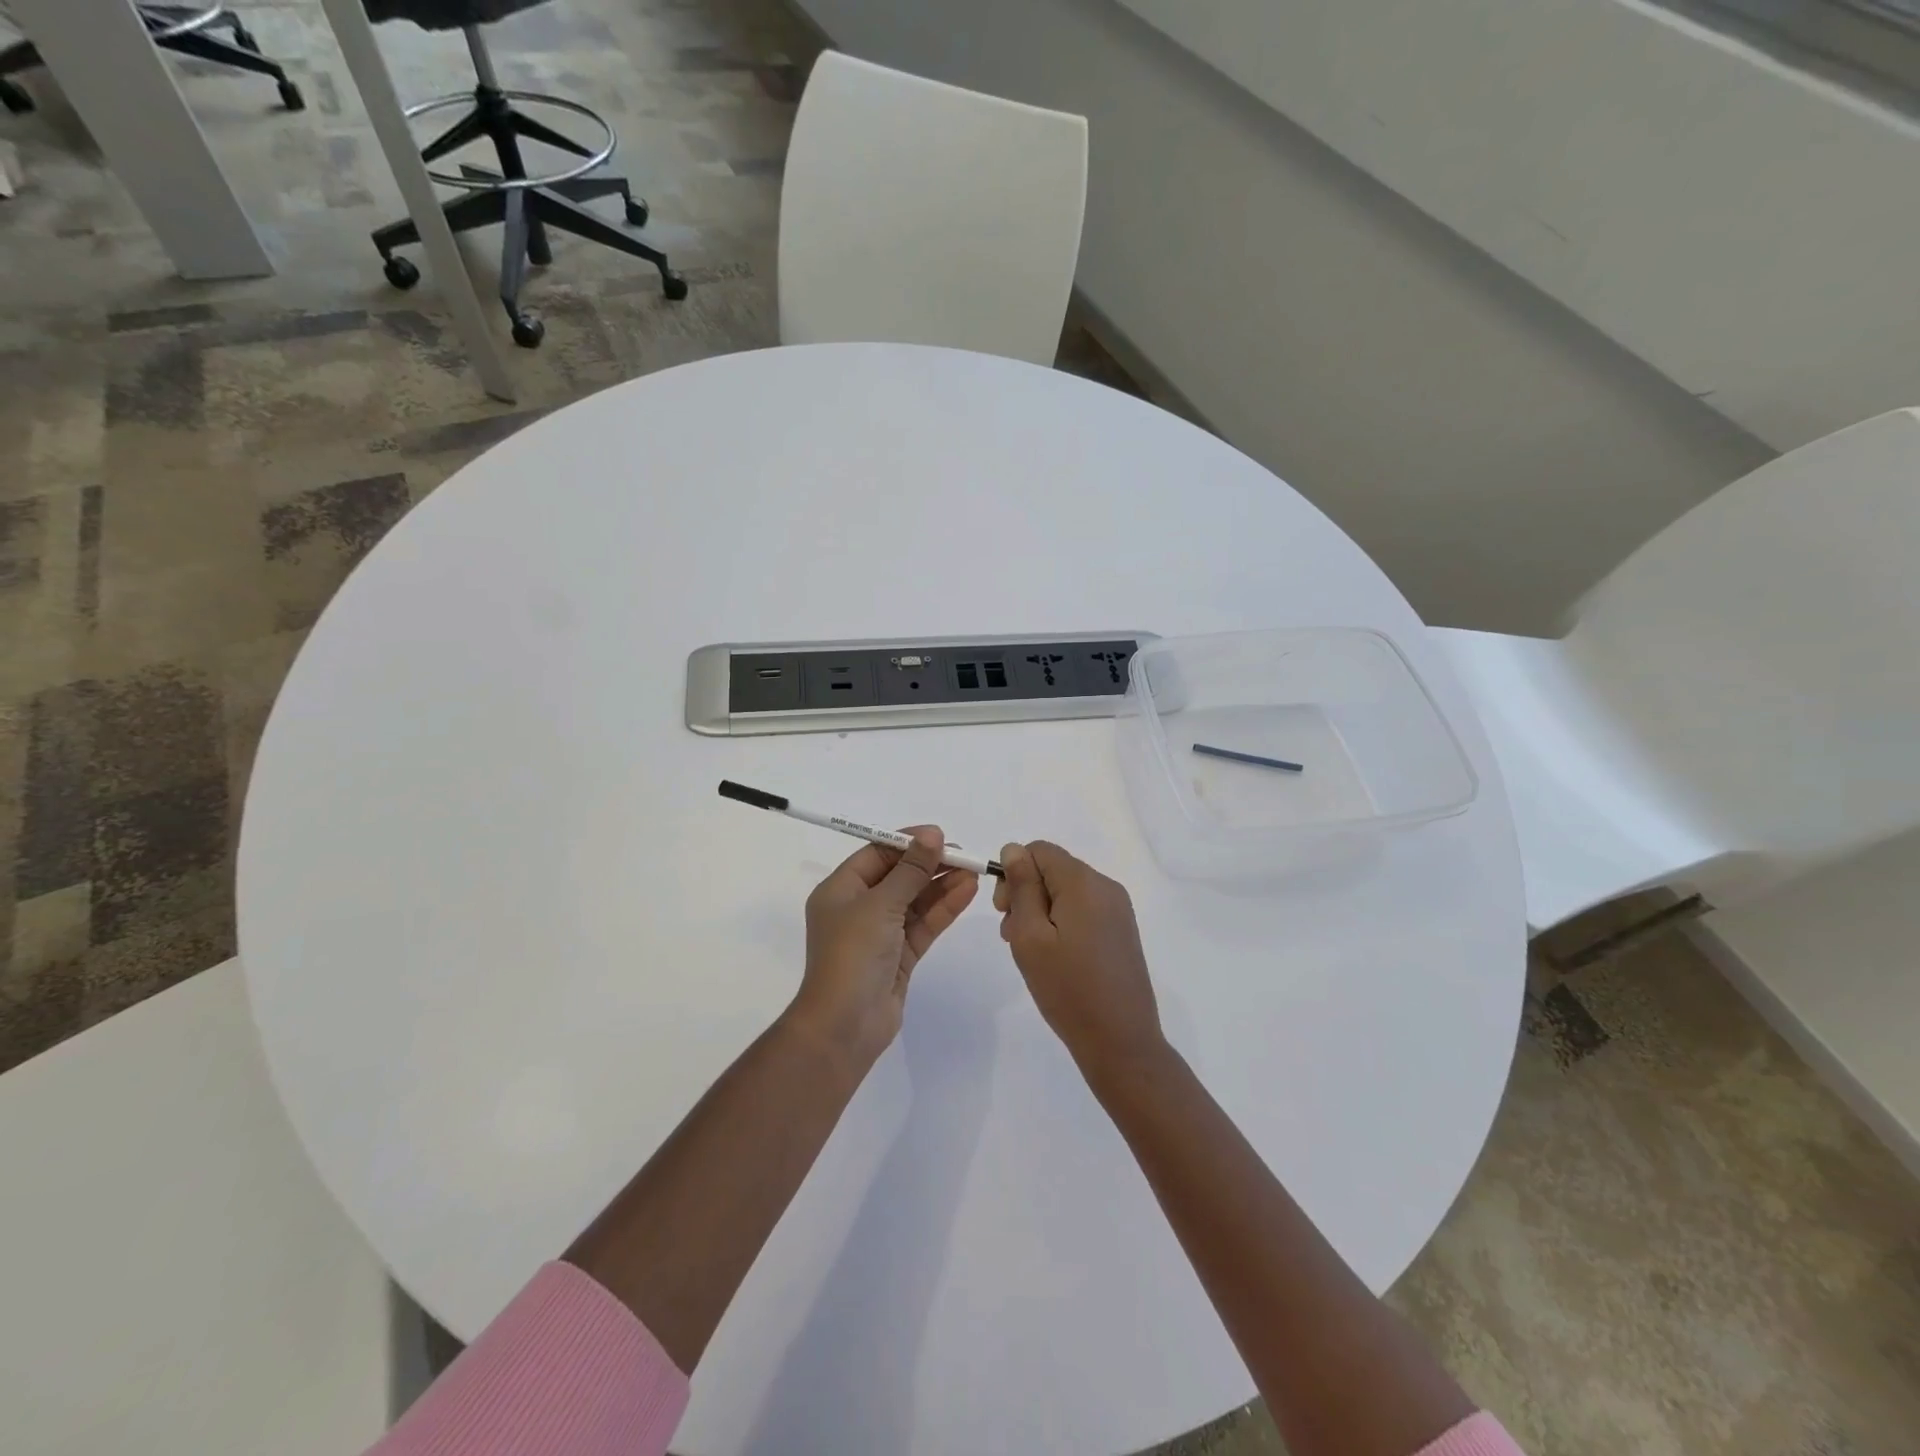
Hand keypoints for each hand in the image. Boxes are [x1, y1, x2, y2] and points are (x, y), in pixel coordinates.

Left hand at [790, 827, 979, 1066]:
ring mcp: (880, 934)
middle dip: (930, 864)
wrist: (845, 1025)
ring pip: (914, 901)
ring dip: (941, 886)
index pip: (876, 855)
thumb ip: (910, 871)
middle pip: (898, 876)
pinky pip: (923, 924)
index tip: (939, 835)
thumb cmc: (853, 954)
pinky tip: (967, 892)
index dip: (908, 843)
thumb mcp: (880, 904)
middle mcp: (858, 908)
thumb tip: (932, 835)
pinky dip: (943, 908)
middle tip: (964, 855)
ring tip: (974, 871)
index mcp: (840, 890)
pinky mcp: (899, 956)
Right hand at [994, 841, 1165, 1073]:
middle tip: (1012, 935)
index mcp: (1084, 882)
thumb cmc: (1068, 989)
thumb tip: (1014, 849)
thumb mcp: (1030, 936)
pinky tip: (1055, 958)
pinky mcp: (1121, 931)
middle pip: (1053, 869)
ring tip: (1031, 952)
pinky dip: (1061, 923)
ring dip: (1041, 910)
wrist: (1120, 1042)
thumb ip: (1021, 887)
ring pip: (1067, 891)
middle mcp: (1106, 887)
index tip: (1003, 910)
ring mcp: (1118, 909)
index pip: (1039, 850)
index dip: (1014, 872)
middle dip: (1025, 893)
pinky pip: (1083, 910)